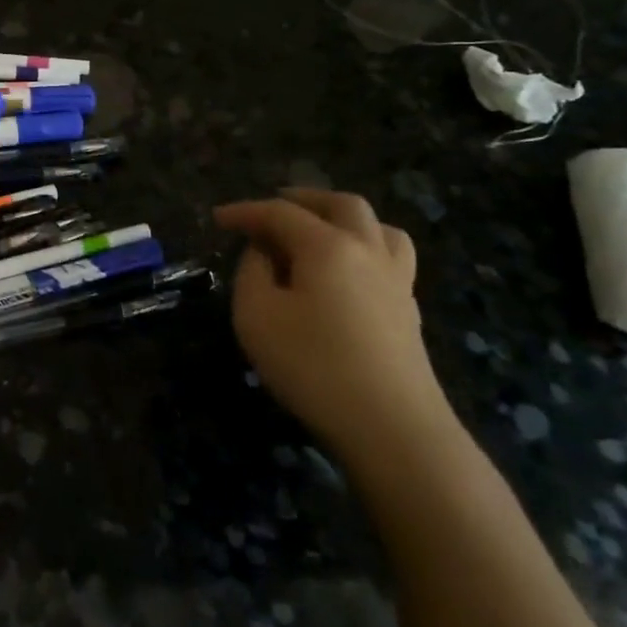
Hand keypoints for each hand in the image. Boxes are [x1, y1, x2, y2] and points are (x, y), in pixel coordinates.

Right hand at [215, 191, 458, 470]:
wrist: (392, 427)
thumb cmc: (313, 366)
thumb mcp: (256, 316)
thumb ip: (252, 273)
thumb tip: (263, 252)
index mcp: (327, 246)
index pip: (280, 212)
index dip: (245, 211)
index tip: (217, 218)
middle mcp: (367, 250)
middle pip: (341, 204)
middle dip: (302, 200)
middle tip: (272, 210)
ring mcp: (396, 280)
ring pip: (378, 227)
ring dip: (343, 219)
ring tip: (320, 232)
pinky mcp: (408, 310)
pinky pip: (389, 257)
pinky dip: (363, 248)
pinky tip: (347, 273)